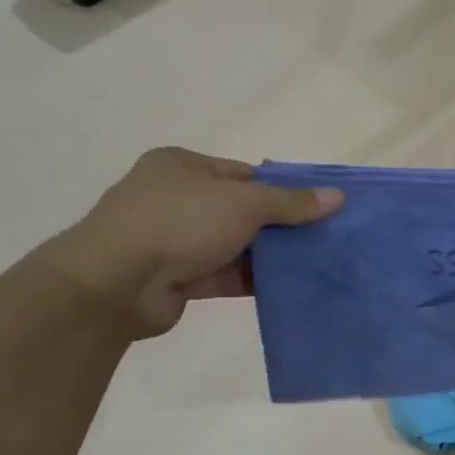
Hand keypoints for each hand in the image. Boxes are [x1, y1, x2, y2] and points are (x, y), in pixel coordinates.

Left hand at [35, 148, 342, 336]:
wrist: (116, 283)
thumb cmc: (178, 222)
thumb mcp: (243, 203)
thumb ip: (290, 202)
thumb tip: (337, 196)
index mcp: (183, 167)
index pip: (244, 174)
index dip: (282, 189)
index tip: (318, 206)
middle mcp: (176, 198)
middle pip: (241, 210)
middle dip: (279, 225)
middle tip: (322, 237)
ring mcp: (174, 240)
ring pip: (233, 245)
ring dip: (268, 255)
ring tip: (314, 264)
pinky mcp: (177, 279)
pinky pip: (224, 275)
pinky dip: (252, 280)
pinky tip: (287, 287)